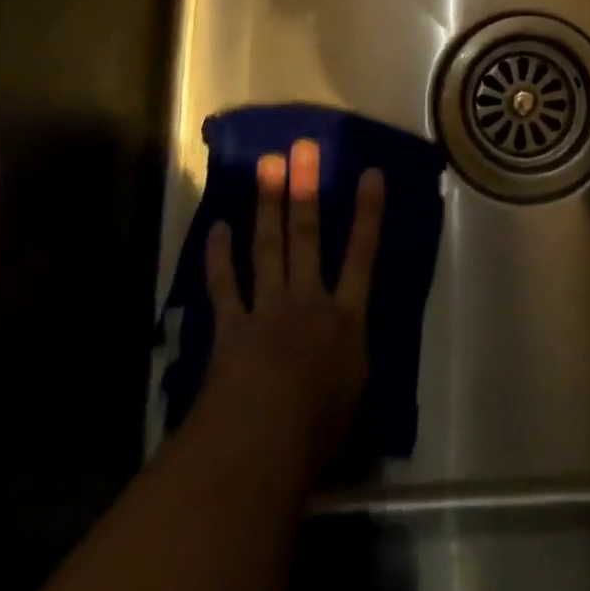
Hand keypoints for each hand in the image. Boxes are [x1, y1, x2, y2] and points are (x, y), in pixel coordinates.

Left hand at [203, 140, 384, 479]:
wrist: (262, 442)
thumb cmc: (318, 431)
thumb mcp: (351, 401)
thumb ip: (349, 369)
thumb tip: (348, 361)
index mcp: (346, 320)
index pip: (363, 256)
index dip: (368, 214)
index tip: (371, 173)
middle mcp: (309, 301)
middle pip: (308, 236)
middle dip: (307, 189)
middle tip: (303, 148)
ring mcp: (267, 309)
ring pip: (269, 247)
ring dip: (269, 205)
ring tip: (267, 165)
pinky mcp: (232, 327)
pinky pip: (225, 285)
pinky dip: (220, 257)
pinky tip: (218, 228)